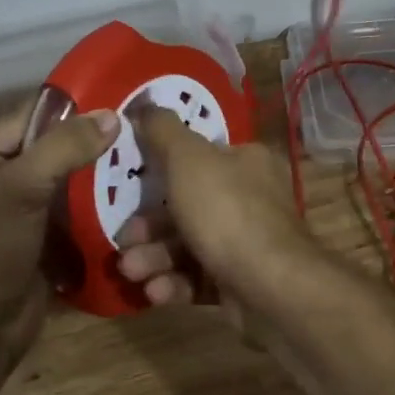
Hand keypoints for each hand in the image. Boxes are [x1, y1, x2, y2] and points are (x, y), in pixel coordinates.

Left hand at [0, 102, 119, 366]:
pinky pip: (75, 217)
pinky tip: (134, 198)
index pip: (29, 117)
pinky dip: (99, 209)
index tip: (117, 95)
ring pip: (68, 184)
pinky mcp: (43, 244)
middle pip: (52, 150)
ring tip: (145, 159)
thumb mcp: (21, 188)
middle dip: (91, 142)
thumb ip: (65, 147)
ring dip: (100, 177)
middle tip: (140, 129)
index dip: (71, 106)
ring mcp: (22, 215)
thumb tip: (112, 115)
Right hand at [114, 104, 315, 338]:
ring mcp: (247, 243)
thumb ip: (163, 130)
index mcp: (246, 161)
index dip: (161, 171)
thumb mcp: (188, 159)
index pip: (199, 158)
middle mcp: (250, 198)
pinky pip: (199, 278)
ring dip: (154, 257)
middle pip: (188, 206)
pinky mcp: (240, 283)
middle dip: (149, 226)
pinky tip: (155, 291)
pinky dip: (174, 283)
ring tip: (131, 270)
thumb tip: (145, 102)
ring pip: (188, 244)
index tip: (129, 187)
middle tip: (123, 241)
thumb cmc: (227, 211)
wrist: (271, 287)